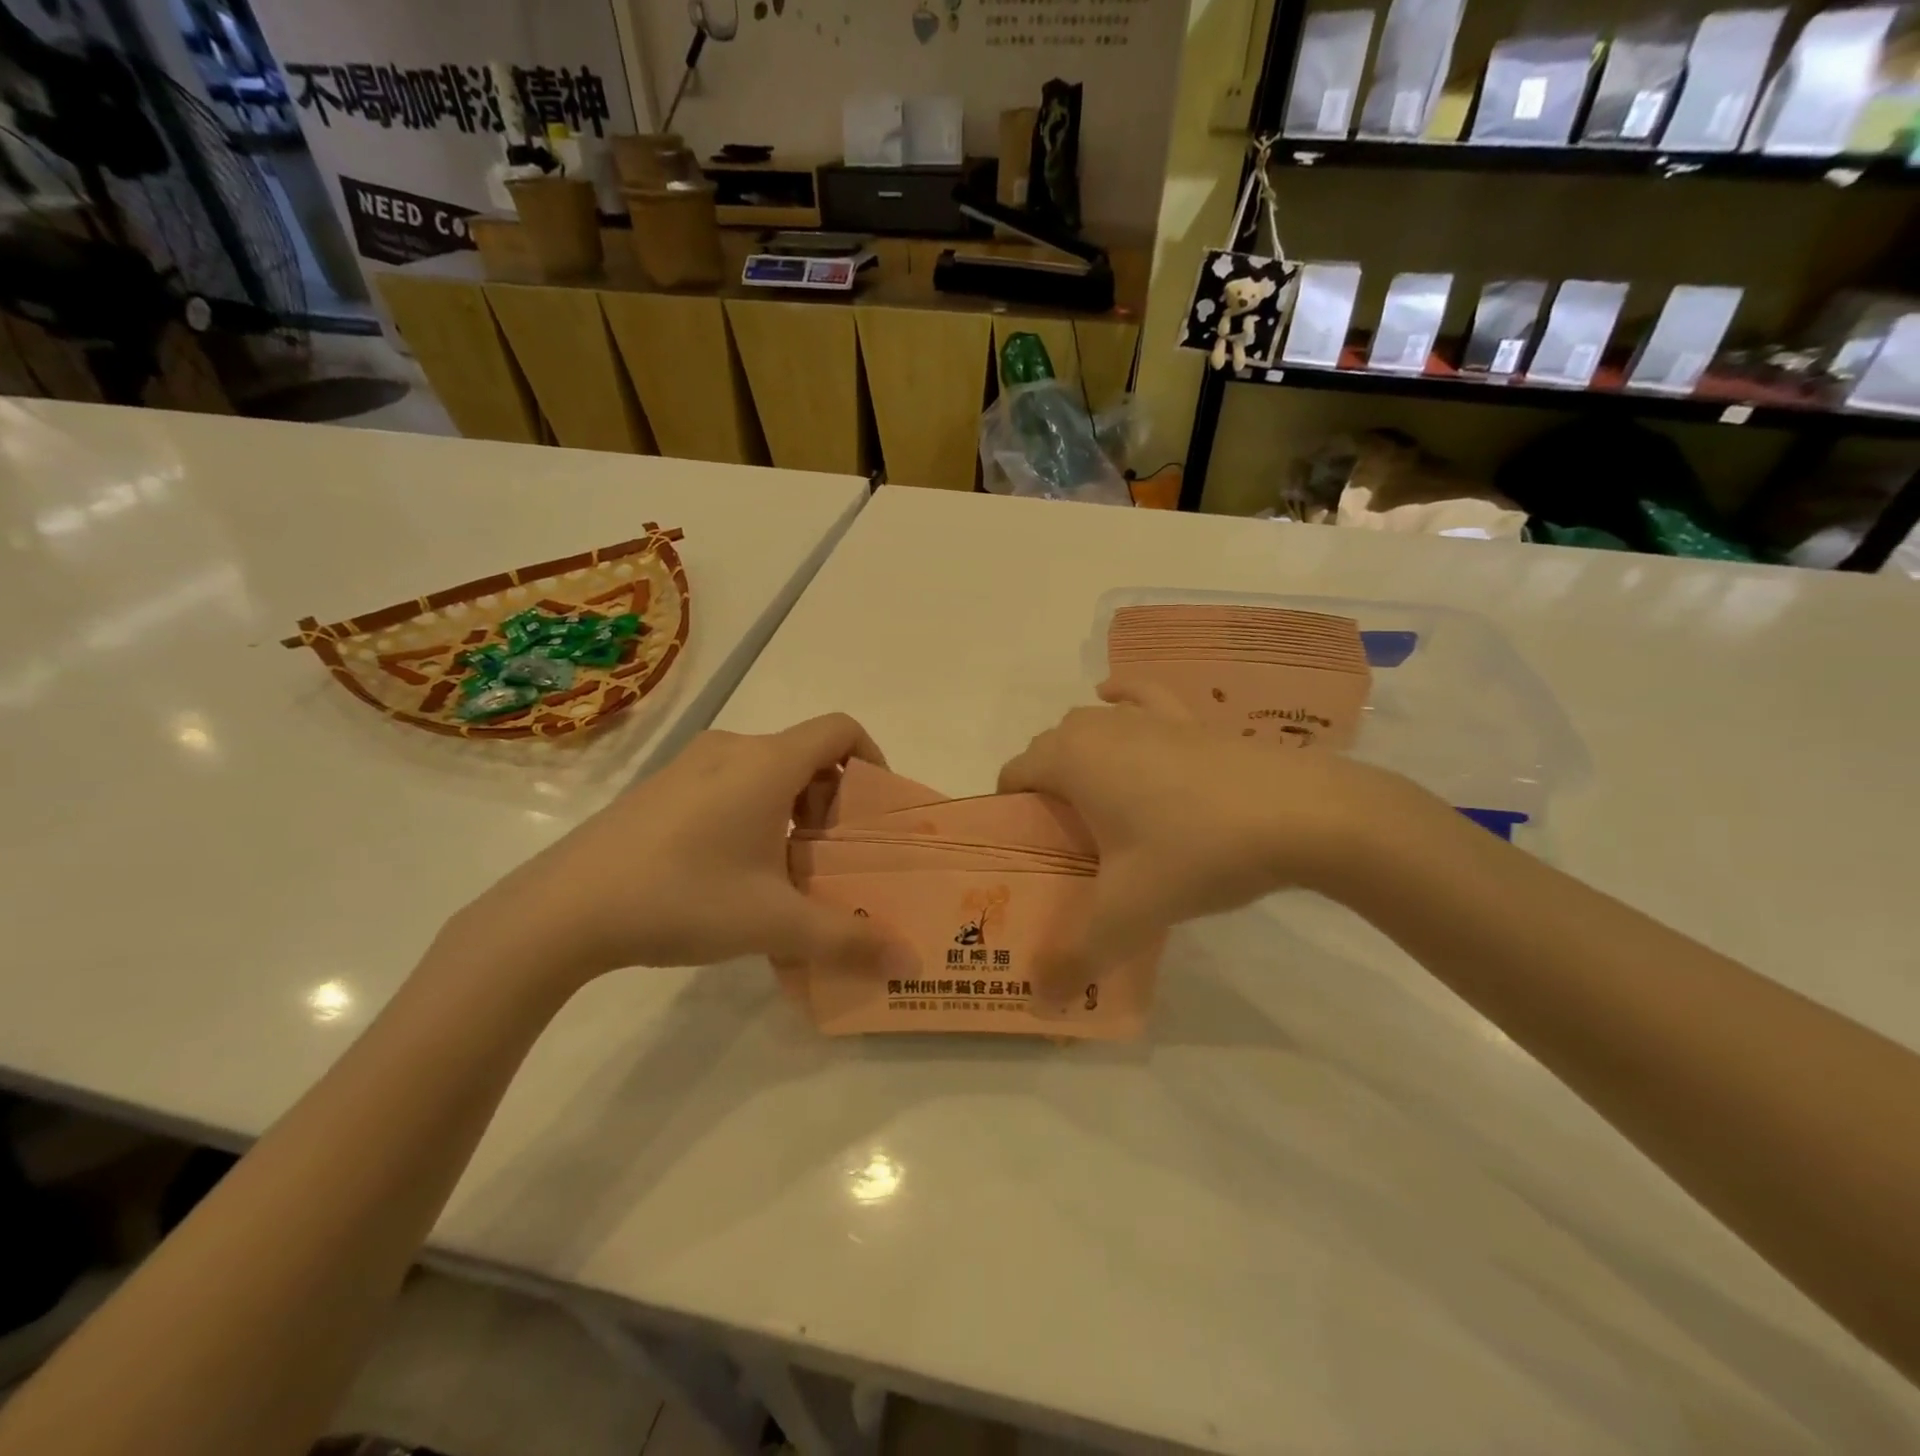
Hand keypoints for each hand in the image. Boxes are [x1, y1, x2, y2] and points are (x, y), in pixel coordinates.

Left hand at [449, 715, 908, 986]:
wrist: (561, 910)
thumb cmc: (683, 897)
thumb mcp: (774, 923)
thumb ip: (848, 940)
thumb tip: (909, 963)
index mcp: (767, 763)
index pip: (840, 729)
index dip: (872, 759)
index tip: (873, 812)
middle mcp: (731, 749)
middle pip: (805, 752)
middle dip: (832, 798)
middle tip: (832, 854)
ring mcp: (688, 765)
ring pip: (765, 770)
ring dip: (791, 808)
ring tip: (786, 868)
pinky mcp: (659, 788)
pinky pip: (727, 783)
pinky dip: (752, 812)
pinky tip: (732, 872)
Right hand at [997, 684, 1435, 987]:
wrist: (1302, 814)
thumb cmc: (1196, 852)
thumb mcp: (1130, 914)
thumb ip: (1078, 957)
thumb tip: (1042, 1004)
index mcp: (1071, 760)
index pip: (1014, 774)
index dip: (1009, 811)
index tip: (1026, 853)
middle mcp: (1099, 726)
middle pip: (1048, 750)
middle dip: (1044, 790)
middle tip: (1066, 845)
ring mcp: (1147, 716)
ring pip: (1090, 725)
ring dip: (1078, 754)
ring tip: (1096, 803)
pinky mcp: (1189, 717)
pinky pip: (1140, 697)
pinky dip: (1121, 699)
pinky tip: (1117, 704)